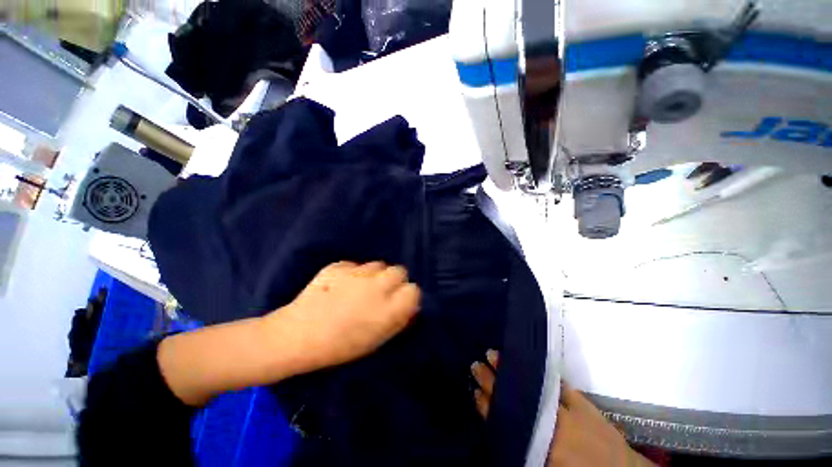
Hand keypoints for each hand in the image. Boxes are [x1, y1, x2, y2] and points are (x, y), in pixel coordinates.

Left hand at [269, 261, 420, 372]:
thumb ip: (397, 320)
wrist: (297, 336)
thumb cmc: (339, 347)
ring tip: (361, 286)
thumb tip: (410, 306)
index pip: (413, 290)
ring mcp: (356, 274)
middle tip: (382, 290)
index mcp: (388, 310)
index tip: (400, 300)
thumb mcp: (375, 340)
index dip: (408, 295)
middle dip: (395, 279)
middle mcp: (377, 287)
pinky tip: (342, 284)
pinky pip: (355, 265)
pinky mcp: (339, 266)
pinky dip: (353, 273)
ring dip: (375, 274)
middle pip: (399, 271)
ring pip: (378, 265)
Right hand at [470, 351, 654, 466]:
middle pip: (510, 394)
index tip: (473, 388)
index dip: (485, 401)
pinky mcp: (575, 399)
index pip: (501, 415)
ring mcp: (559, 407)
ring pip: (525, 382)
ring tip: (492, 354)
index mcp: (533, 437)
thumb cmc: (574, 465)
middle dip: (491, 380)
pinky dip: (536, 368)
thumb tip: (497, 418)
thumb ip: (521, 442)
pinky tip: (524, 358)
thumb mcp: (539, 457)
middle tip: (476, 363)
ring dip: (508, 368)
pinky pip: (550, 379)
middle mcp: (542, 419)